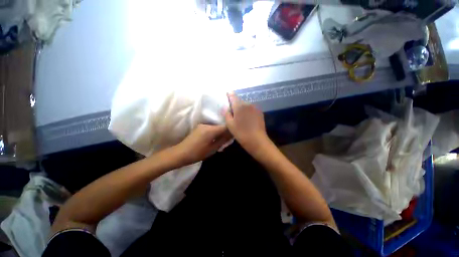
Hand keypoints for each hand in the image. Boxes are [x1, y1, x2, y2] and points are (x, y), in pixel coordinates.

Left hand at [174, 124, 231, 165]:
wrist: (180, 154)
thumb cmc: (197, 153)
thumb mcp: (212, 149)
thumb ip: (223, 140)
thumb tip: (231, 135)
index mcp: (211, 130)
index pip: (225, 126)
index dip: (231, 130)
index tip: (234, 135)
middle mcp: (207, 125)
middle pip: (221, 126)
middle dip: (226, 132)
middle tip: (228, 140)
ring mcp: (202, 125)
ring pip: (216, 127)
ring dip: (220, 133)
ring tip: (221, 141)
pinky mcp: (199, 127)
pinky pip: (211, 128)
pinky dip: (214, 133)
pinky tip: (214, 139)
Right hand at [224, 92, 269, 152]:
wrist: (257, 140)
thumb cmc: (241, 133)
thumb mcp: (230, 124)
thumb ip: (226, 114)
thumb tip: (226, 107)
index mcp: (239, 106)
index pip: (233, 96)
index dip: (230, 94)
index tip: (228, 93)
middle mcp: (248, 104)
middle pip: (240, 101)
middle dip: (236, 104)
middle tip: (232, 111)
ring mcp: (255, 108)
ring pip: (246, 105)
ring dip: (242, 108)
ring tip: (240, 116)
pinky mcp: (260, 113)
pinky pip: (251, 109)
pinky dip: (248, 111)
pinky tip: (247, 119)